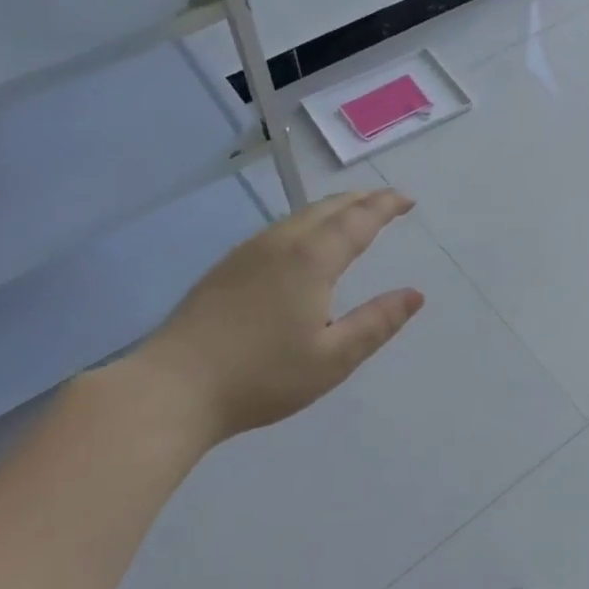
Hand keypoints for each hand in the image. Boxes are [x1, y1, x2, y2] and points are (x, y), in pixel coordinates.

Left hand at [124, 188, 424, 444]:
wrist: (173, 388)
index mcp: (312, 259)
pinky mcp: (226, 267)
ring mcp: (248, 252)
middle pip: (327, 208)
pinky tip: (304, 244)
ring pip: (300, 216)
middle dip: (361, 200)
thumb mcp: (333, 359)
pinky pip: (279, 229)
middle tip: (387, 203)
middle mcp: (281, 243)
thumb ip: (377, 323)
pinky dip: (307, 224)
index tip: (407, 200)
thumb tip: (415, 294)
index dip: (385, 206)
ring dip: (333, 209)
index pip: (358, 219)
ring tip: (352, 216)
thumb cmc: (262, 376)